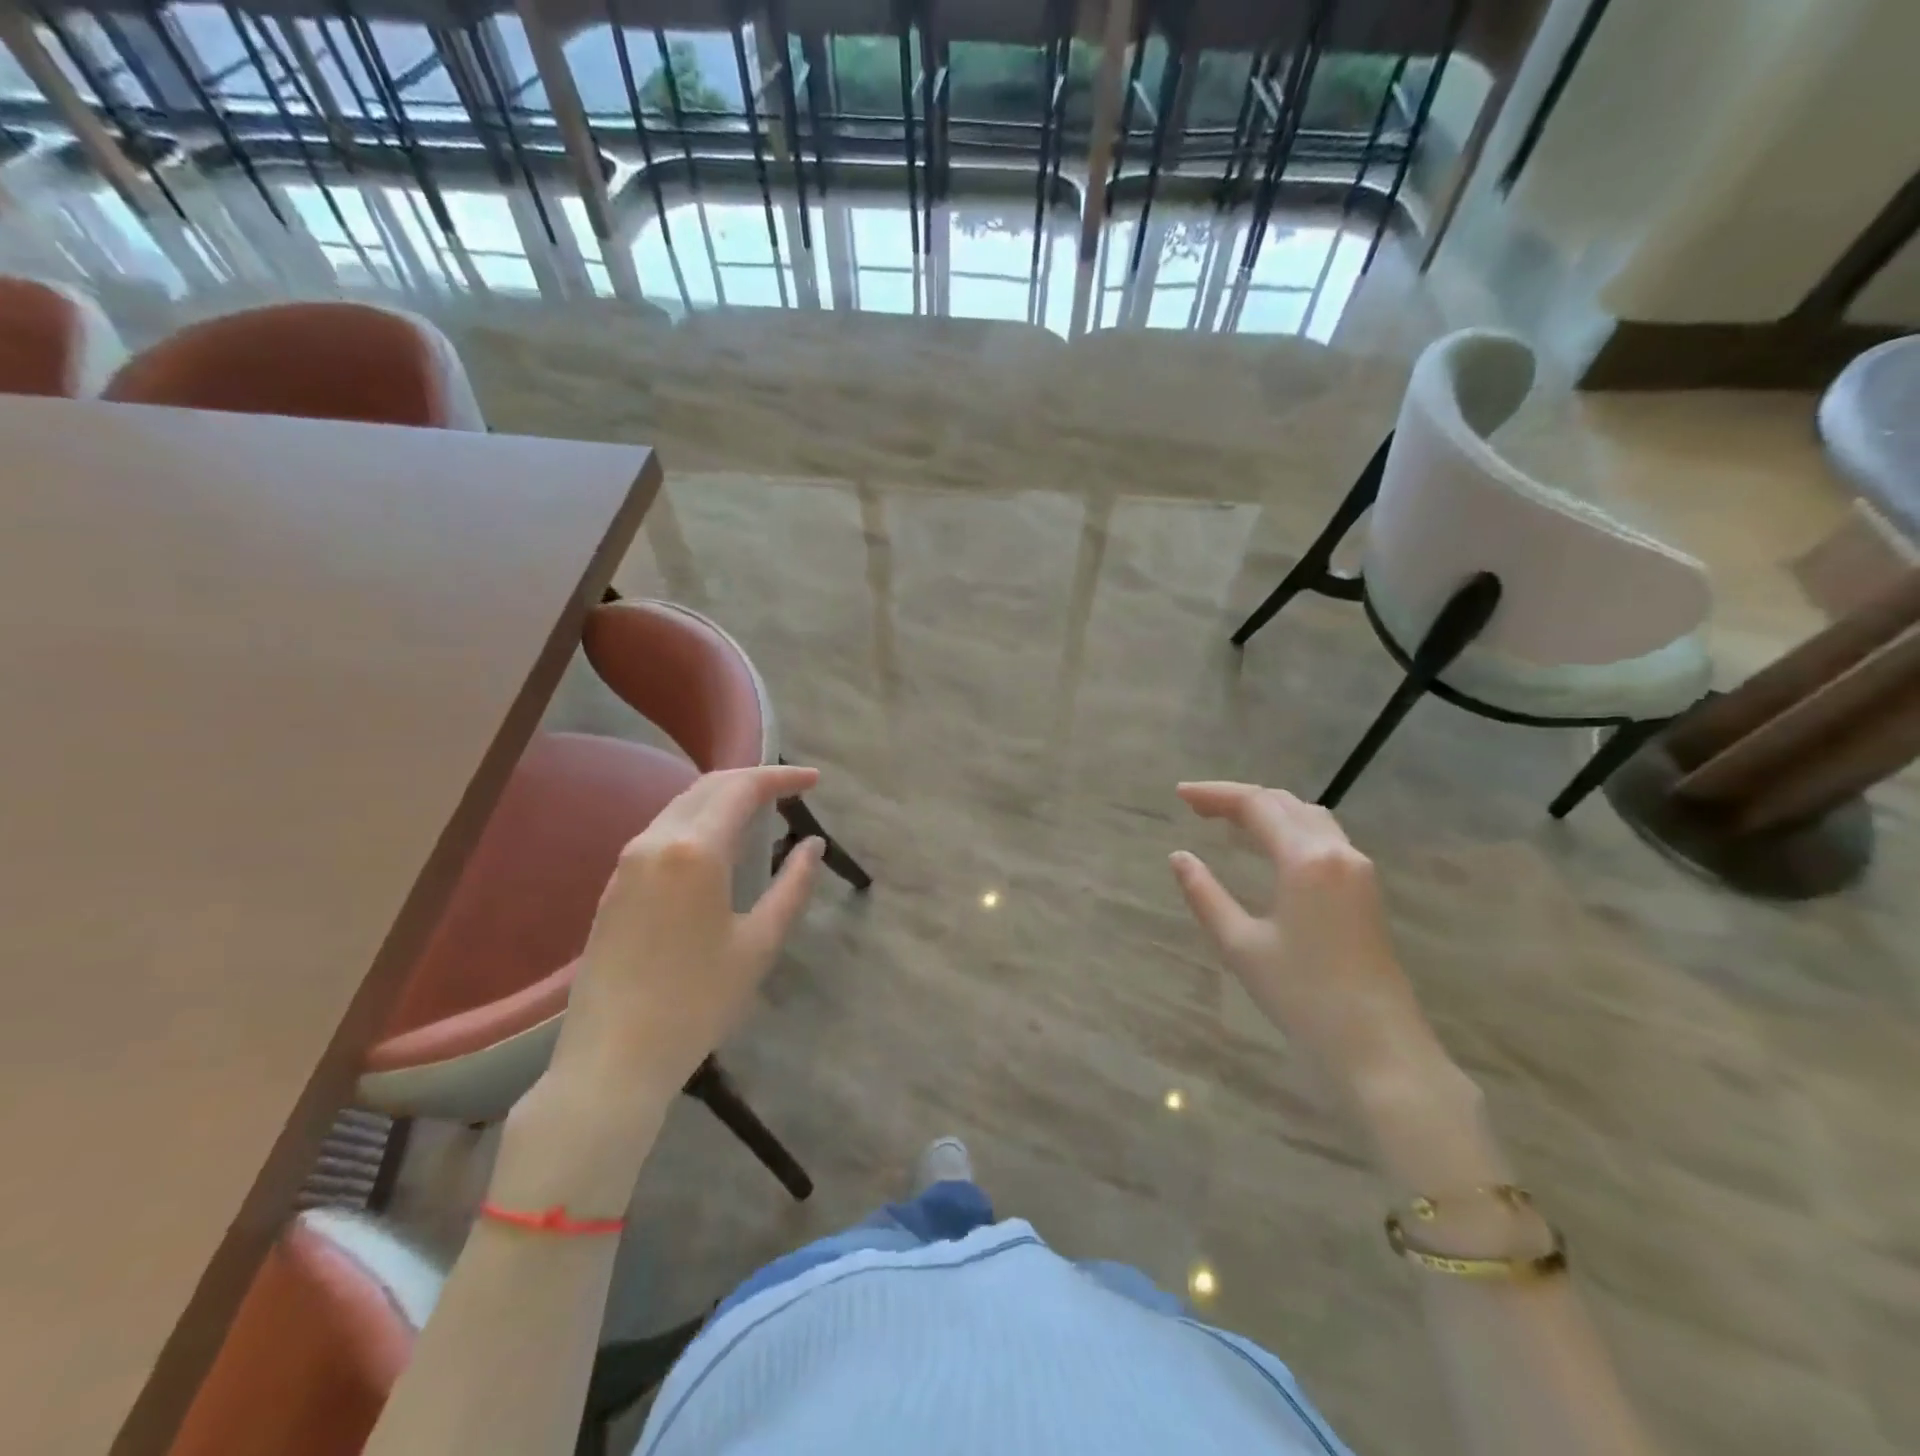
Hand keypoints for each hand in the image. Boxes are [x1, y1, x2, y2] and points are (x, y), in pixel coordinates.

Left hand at [548, 764, 824, 1100]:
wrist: (611, 1060)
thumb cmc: (697, 1002)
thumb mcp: (759, 943)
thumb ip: (793, 886)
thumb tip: (813, 846)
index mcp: (695, 850)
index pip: (742, 789)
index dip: (781, 778)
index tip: (814, 781)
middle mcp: (655, 841)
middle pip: (708, 787)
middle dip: (752, 780)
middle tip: (791, 790)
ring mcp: (627, 863)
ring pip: (681, 807)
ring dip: (723, 799)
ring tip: (760, 813)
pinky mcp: (613, 886)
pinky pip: (662, 833)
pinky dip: (698, 822)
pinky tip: (717, 846)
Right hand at [1169, 782, 1456, 1111]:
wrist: (1379, 1047)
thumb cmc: (1303, 996)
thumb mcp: (1240, 945)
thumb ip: (1205, 894)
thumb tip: (1179, 857)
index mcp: (1305, 859)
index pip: (1256, 805)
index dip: (1215, 794)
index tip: (1179, 794)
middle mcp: (1337, 852)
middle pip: (1284, 803)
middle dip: (1239, 798)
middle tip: (1196, 806)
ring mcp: (1358, 870)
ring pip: (1308, 817)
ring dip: (1267, 810)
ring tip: (1228, 820)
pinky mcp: (1366, 890)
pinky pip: (1323, 838)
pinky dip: (1289, 828)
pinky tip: (1270, 847)